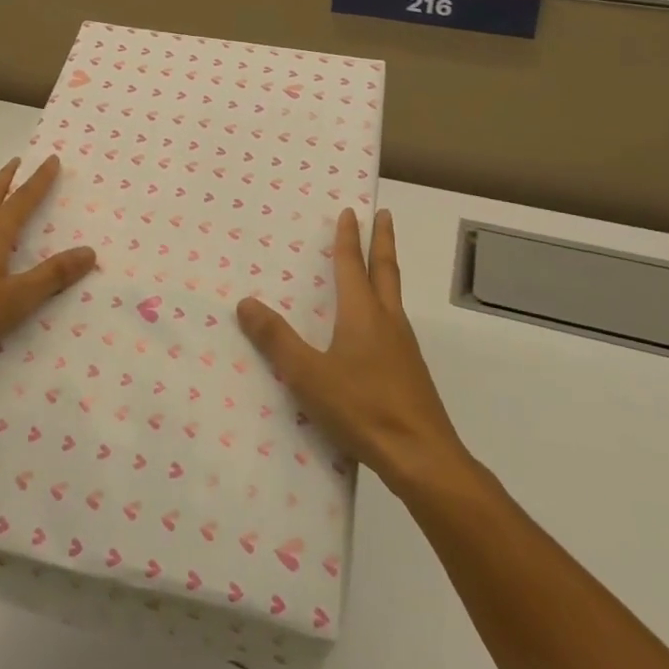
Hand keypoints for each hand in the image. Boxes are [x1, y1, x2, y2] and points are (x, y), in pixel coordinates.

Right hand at [237, 208, 468, 494]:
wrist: (423, 457)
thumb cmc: (363, 408)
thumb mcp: (309, 375)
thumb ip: (277, 340)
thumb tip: (245, 303)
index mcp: (363, 314)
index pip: (353, 265)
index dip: (349, 238)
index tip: (351, 211)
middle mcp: (387, 321)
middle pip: (385, 270)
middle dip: (382, 241)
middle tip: (384, 216)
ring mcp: (403, 347)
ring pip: (393, 296)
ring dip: (386, 271)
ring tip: (378, 265)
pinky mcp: (410, 372)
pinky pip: (394, 323)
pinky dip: (385, 305)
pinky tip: (376, 328)